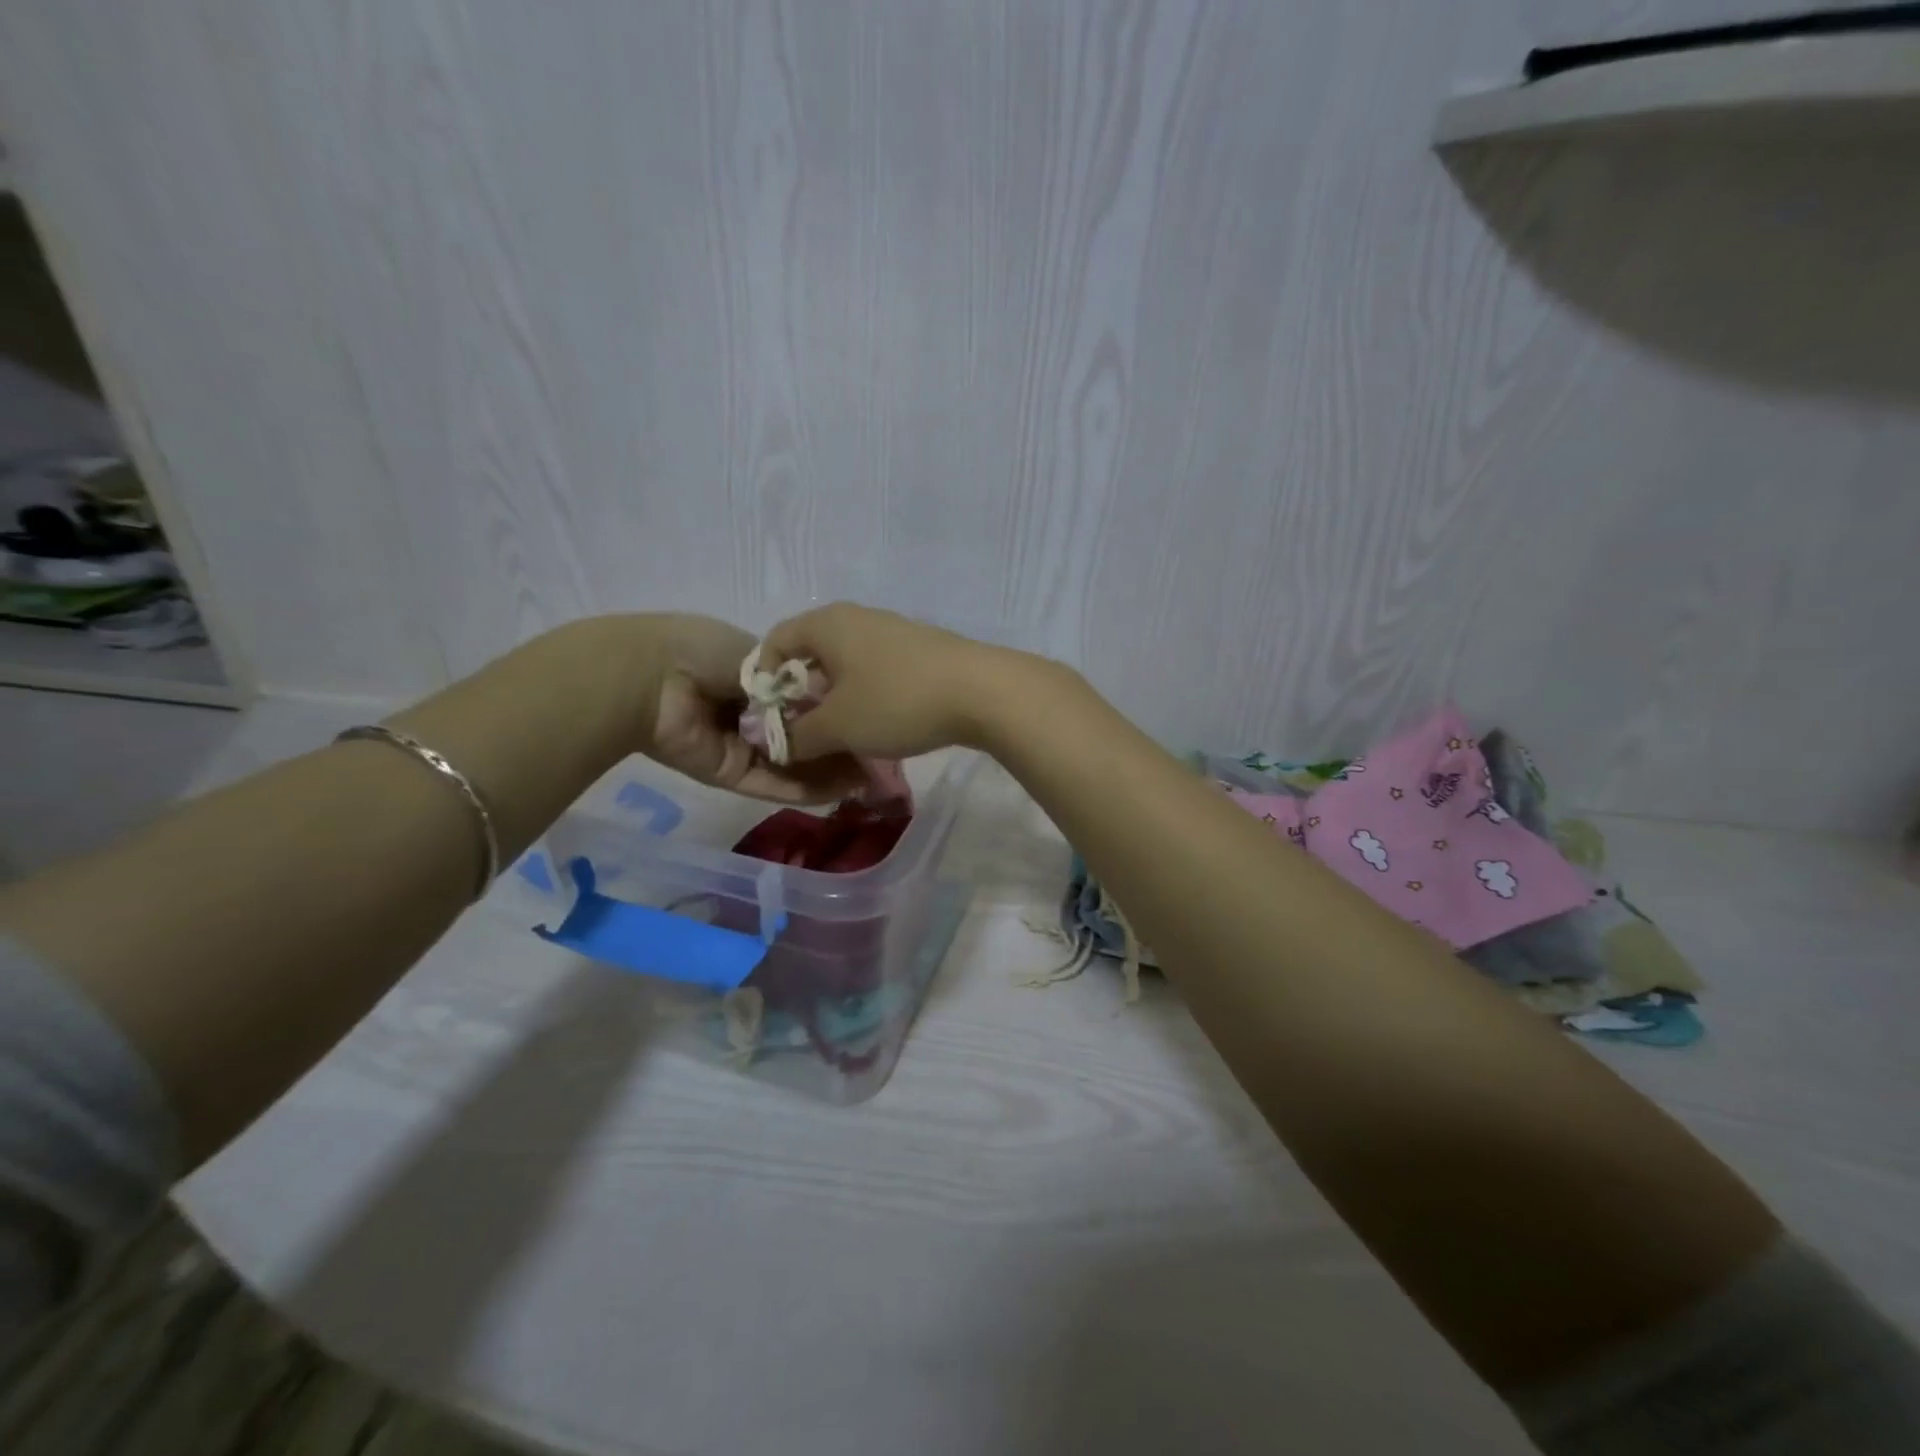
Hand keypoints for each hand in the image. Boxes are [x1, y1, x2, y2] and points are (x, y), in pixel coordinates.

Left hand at [628, 613, 867, 802]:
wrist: (652, 678)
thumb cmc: (704, 651)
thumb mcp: (758, 654)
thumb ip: (791, 680)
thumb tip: (826, 698)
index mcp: (754, 680)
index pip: (802, 701)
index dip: (834, 710)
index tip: (868, 717)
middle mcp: (750, 716)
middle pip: (802, 736)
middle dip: (837, 745)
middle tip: (879, 758)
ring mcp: (742, 748)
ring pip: (794, 765)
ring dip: (829, 773)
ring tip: (870, 780)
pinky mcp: (733, 775)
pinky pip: (775, 783)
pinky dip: (806, 789)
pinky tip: (842, 791)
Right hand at [758, 603, 1015, 760]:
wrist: (982, 692)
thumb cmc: (896, 701)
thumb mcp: (838, 726)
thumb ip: (798, 736)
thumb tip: (780, 745)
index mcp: (827, 623)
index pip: (775, 641)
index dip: (762, 680)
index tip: (768, 719)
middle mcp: (857, 618)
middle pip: (812, 655)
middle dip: (802, 698)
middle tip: (803, 735)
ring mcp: (892, 632)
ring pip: (847, 667)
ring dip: (836, 703)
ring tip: (841, 739)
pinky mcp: (920, 651)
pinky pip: (877, 673)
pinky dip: (867, 699)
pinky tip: (879, 728)